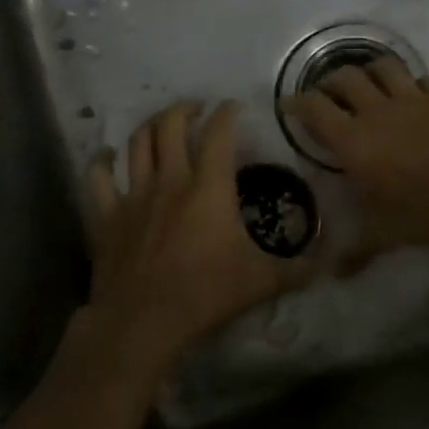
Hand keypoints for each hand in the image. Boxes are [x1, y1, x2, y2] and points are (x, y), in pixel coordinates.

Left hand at [78, 100, 316, 382]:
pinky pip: (99, 177)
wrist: (143, 321)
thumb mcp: (262, 282)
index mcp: (209, 188)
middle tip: (197, 110)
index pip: (219, 134)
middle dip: (184, 109)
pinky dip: (103, 161)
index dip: (227, 113)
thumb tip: (329, 262)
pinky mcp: (108, 215)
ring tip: (162, 125)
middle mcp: (170, 180)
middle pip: (171, 126)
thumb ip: (298, 269)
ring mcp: (134, 195)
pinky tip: (108, 156)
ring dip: (150, 126)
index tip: (234, 107)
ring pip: (137, 143)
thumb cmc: (206, 294)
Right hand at [282, 60, 428, 268]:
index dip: (297, 103)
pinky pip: (419, 79)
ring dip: (367, 72)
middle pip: (343, 78)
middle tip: (327, 97)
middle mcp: (377, 111)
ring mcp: (411, 98)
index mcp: (354, 141)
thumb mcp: (390, 235)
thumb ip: (359, 250)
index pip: (314, 108)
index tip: (288, 106)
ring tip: (366, 85)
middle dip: (329, 84)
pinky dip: (409, 83)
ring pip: (380, 67)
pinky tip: (411, 95)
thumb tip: (335, 274)